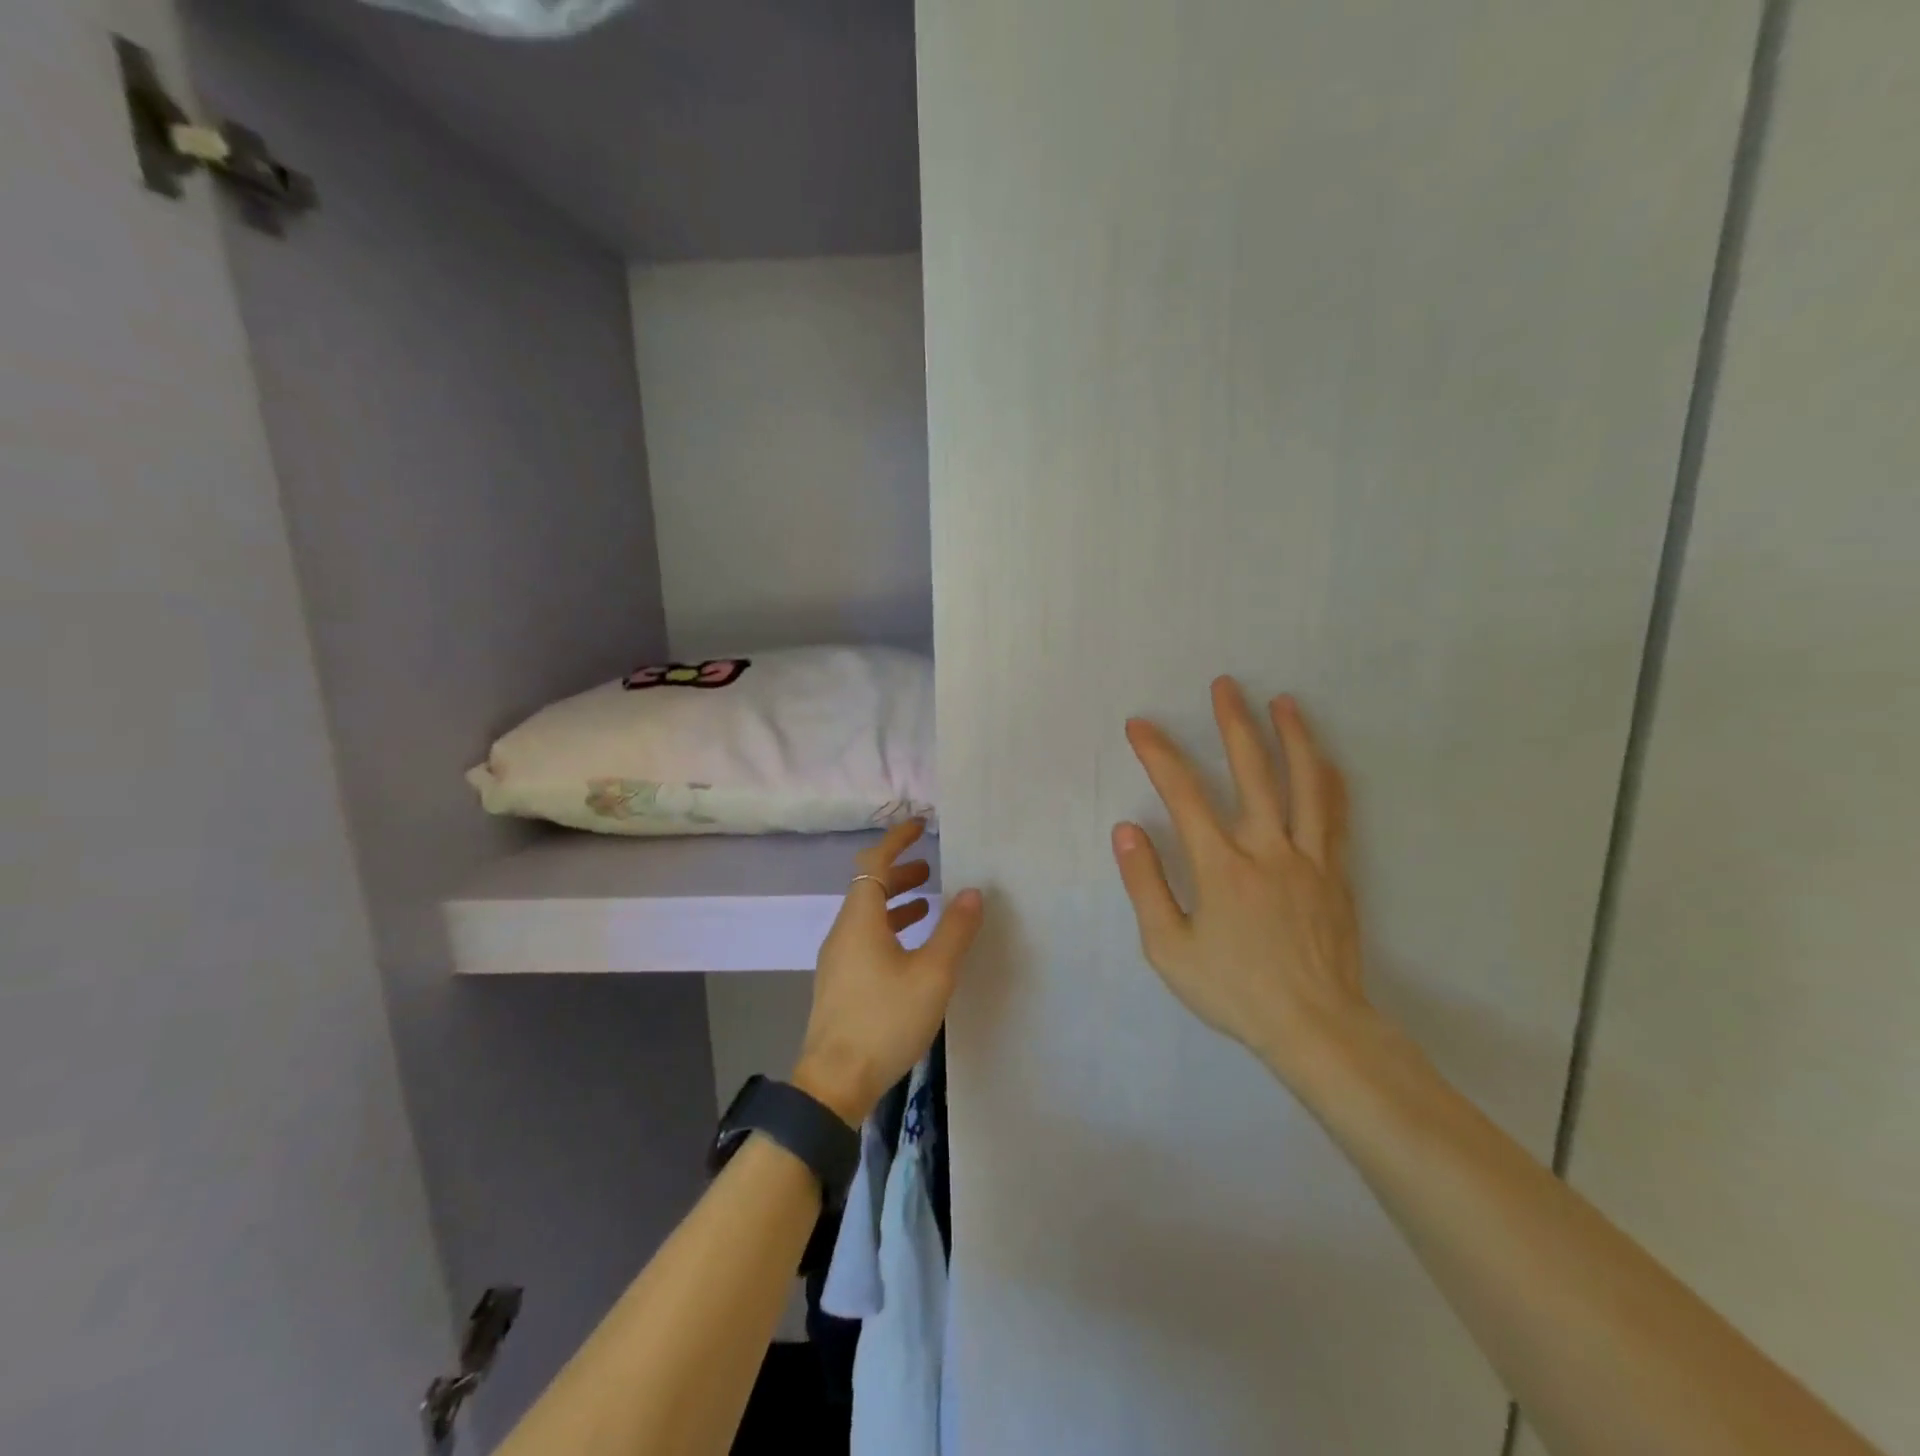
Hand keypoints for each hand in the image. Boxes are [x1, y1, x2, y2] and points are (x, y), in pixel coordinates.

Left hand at [793, 819, 983, 1124]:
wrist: (834, 1082)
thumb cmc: (884, 1020)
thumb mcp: (932, 974)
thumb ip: (954, 931)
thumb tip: (972, 891)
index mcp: (860, 920)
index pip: (874, 862)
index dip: (896, 840)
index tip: (920, 825)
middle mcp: (844, 932)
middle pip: (869, 887)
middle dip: (899, 872)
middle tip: (930, 868)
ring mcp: (838, 959)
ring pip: (867, 916)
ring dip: (896, 902)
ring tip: (928, 904)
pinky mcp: (840, 983)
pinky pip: (865, 939)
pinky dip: (889, 929)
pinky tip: (910, 951)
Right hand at [1113, 677, 1372, 1084]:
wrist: (1316, 1028)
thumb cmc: (1234, 991)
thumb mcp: (1169, 948)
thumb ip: (1146, 884)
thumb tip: (1126, 829)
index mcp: (1221, 868)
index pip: (1183, 796)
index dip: (1159, 754)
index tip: (1140, 725)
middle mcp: (1268, 850)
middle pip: (1253, 773)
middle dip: (1234, 724)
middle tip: (1225, 685)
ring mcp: (1309, 859)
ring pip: (1305, 784)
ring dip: (1293, 737)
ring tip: (1283, 702)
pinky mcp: (1336, 873)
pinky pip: (1334, 814)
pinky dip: (1327, 779)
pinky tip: (1323, 759)